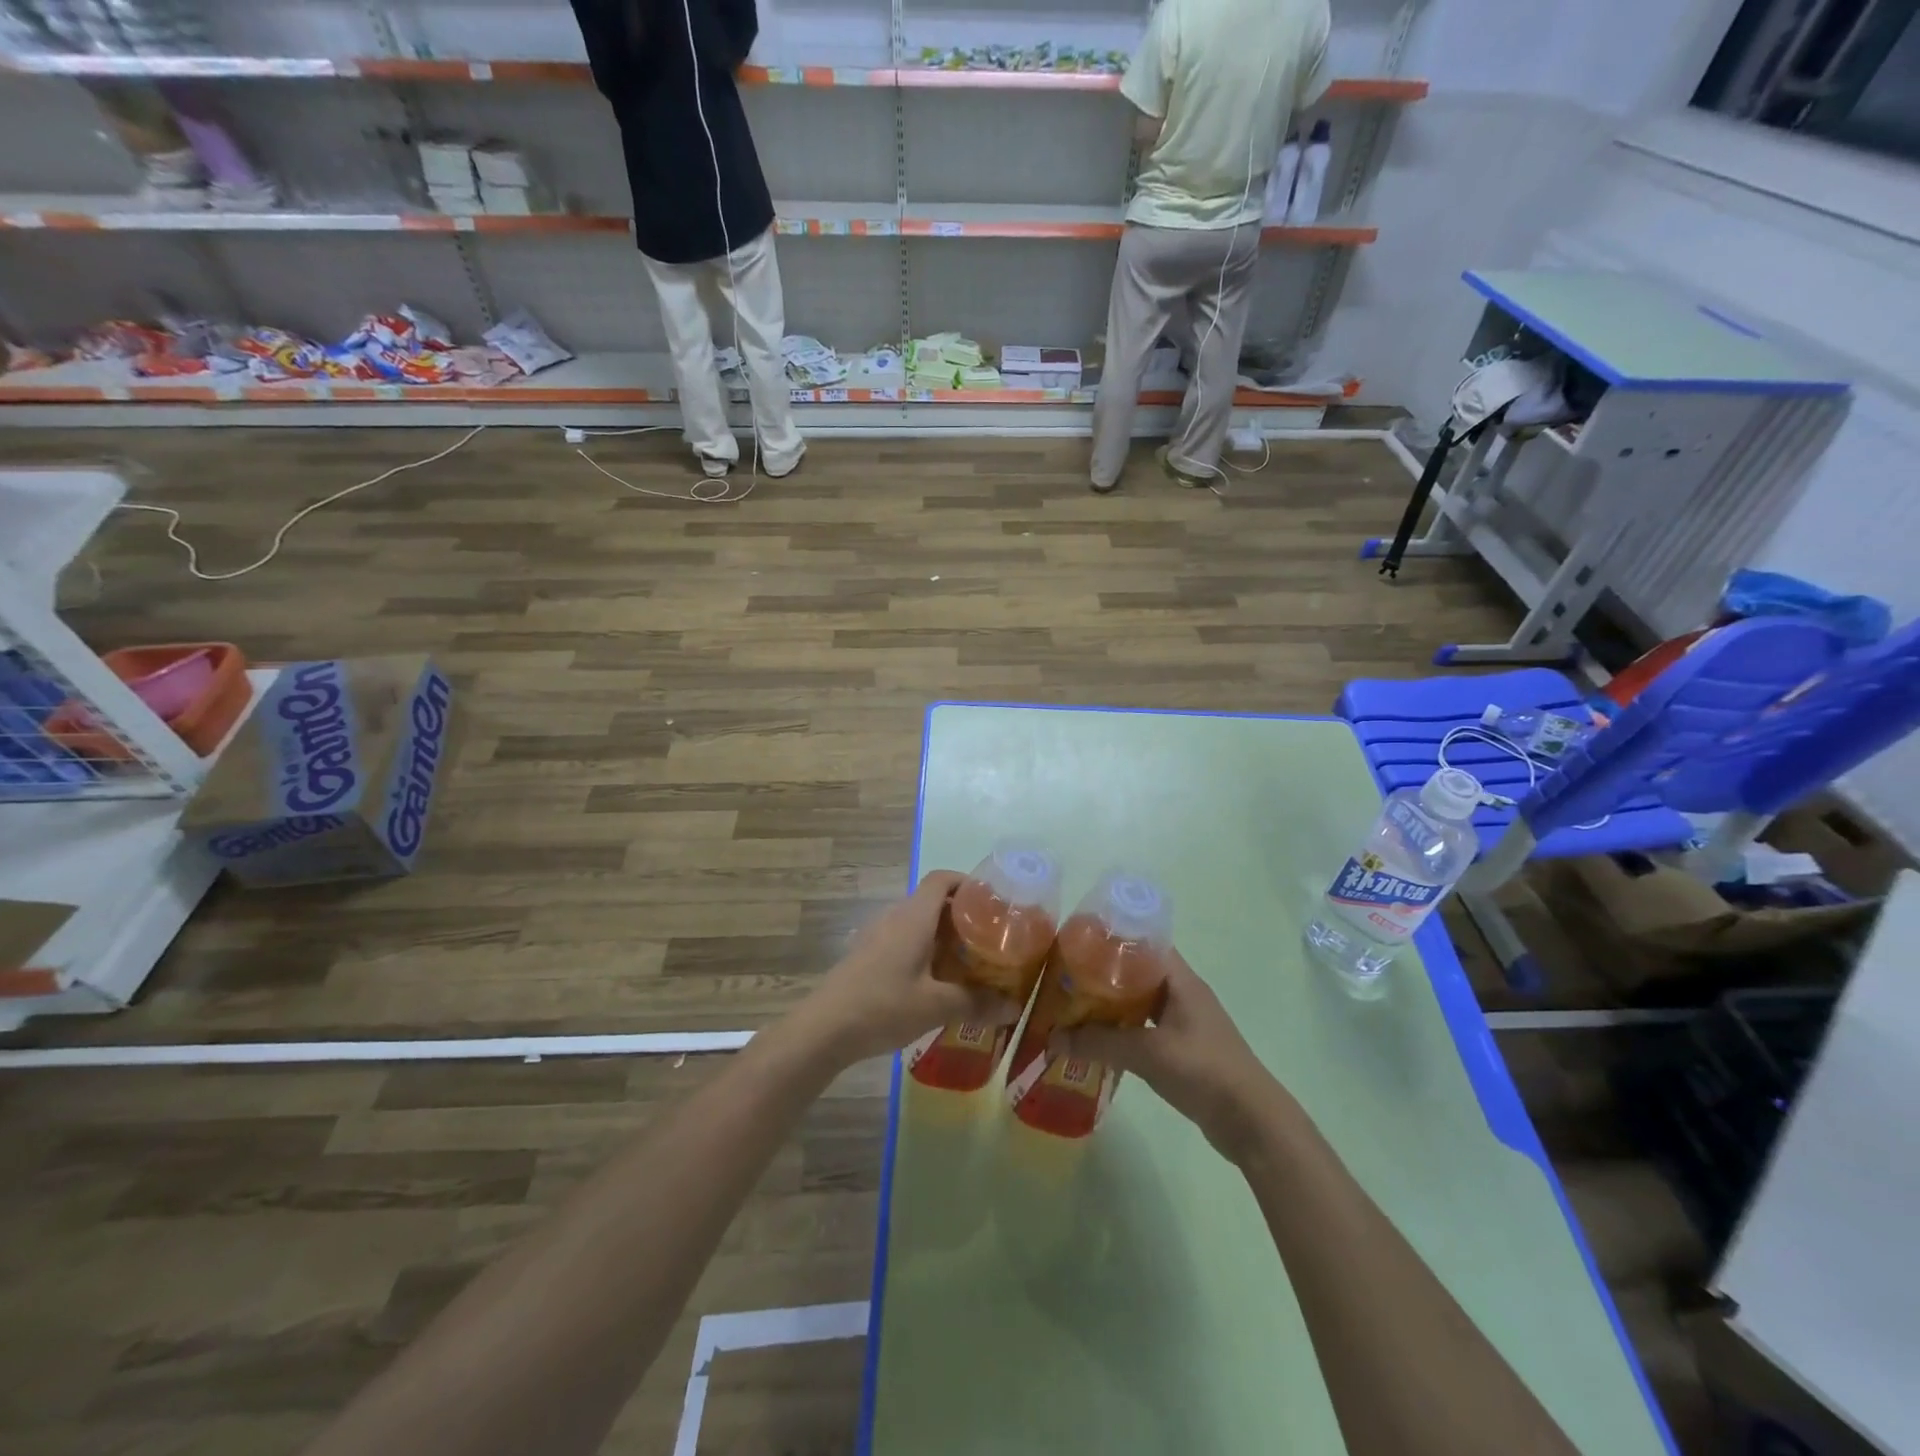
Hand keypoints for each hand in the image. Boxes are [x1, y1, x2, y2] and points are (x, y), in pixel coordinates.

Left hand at [799, 871, 1022, 1068]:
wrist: (823, 1028)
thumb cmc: (883, 1005)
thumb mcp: (936, 1006)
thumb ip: (976, 1003)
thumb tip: (1013, 1008)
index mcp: (914, 916)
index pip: (941, 879)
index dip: (967, 883)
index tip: (992, 902)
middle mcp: (895, 916)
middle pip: (932, 900)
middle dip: (961, 915)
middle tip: (989, 939)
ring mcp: (876, 934)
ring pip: (917, 922)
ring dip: (942, 935)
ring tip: (967, 961)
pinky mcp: (866, 954)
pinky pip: (902, 939)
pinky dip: (923, 949)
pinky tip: (934, 981)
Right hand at [1053, 952, 1285, 1162]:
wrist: (1252, 1122)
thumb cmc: (1204, 1071)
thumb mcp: (1148, 1053)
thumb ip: (1100, 1043)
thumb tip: (1053, 1038)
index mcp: (1181, 981)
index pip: (1144, 943)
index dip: (1112, 939)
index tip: (1077, 942)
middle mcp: (1183, 994)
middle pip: (1137, 972)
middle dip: (1103, 975)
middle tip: (1066, 978)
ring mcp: (1184, 1022)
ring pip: (1139, 1002)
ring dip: (1111, 1005)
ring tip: (1073, 1007)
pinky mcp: (1183, 1049)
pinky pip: (1144, 1028)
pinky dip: (1122, 1031)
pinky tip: (1097, 1041)